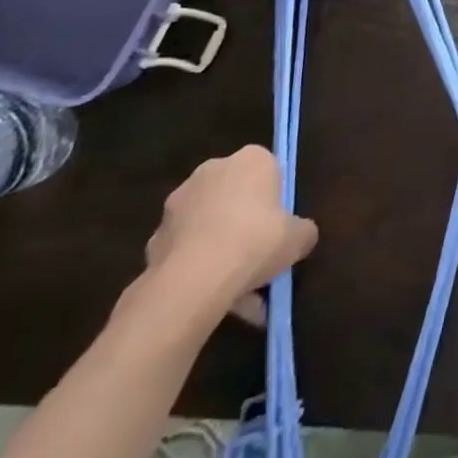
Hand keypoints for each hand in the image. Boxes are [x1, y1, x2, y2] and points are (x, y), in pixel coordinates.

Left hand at [144, 146, 317, 324]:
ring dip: (221, 251)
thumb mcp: (299, 237)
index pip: (269, 170)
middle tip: (260, 258)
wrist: (193, 280)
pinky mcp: (155, 238)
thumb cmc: (256, 241)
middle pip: (236, 197)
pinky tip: (213, 299)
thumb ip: (303, 231)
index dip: (276, 199)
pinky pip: (186, 251)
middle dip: (245, 224)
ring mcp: (178, 204)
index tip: (280, 226)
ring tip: (237, 293)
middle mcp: (213, 170)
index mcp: (252, 159)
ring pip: (209, 226)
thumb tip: (301, 235)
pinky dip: (198, 269)